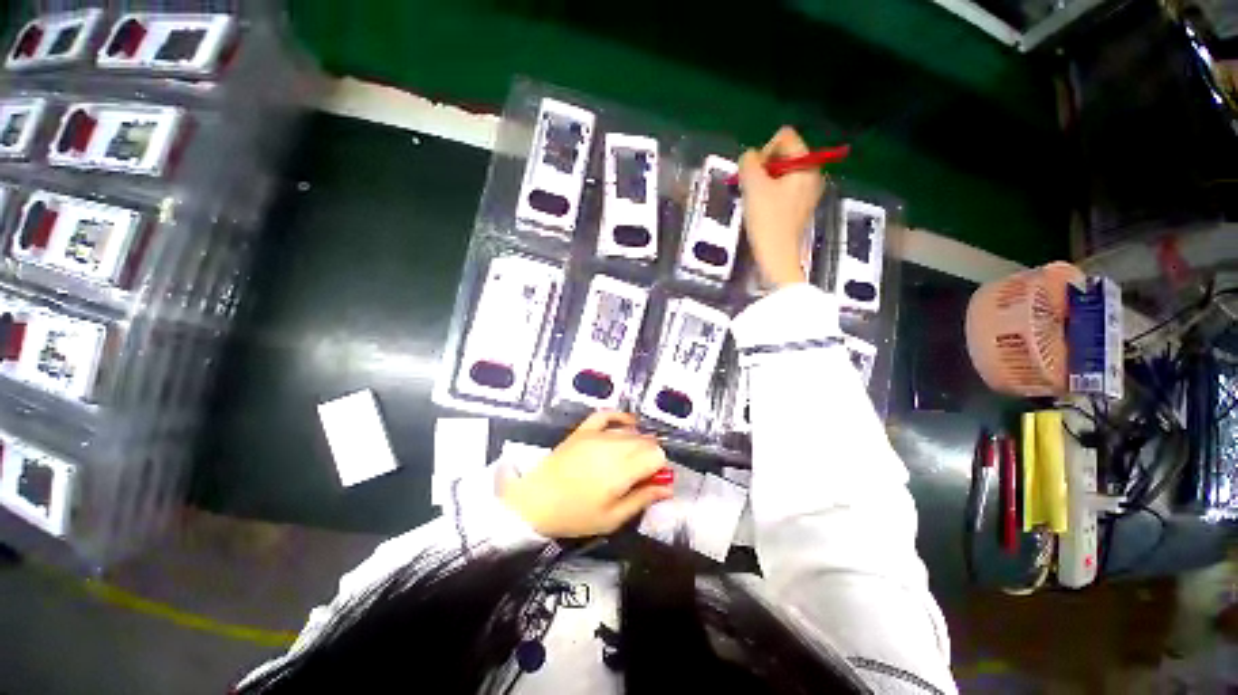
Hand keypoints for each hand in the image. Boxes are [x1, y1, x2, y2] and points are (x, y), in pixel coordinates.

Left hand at [501, 411, 672, 537]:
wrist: (535, 501)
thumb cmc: (575, 515)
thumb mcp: (612, 518)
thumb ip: (642, 499)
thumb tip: (668, 487)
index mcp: (622, 470)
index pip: (657, 455)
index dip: (659, 468)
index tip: (650, 480)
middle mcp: (614, 446)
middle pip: (646, 441)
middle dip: (649, 456)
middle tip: (639, 474)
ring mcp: (597, 434)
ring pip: (631, 430)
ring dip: (638, 442)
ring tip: (630, 458)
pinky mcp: (584, 429)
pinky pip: (607, 414)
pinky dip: (620, 417)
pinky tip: (628, 423)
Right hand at [738, 127, 825, 286]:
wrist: (777, 256)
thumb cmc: (768, 220)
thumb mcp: (753, 186)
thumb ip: (748, 162)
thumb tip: (749, 157)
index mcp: (806, 164)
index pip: (785, 137)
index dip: (764, 151)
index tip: (755, 175)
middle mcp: (812, 174)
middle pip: (783, 155)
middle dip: (763, 168)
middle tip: (752, 189)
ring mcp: (808, 192)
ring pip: (781, 174)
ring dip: (764, 183)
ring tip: (755, 202)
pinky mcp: (800, 208)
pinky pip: (783, 190)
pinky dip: (770, 195)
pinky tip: (762, 211)